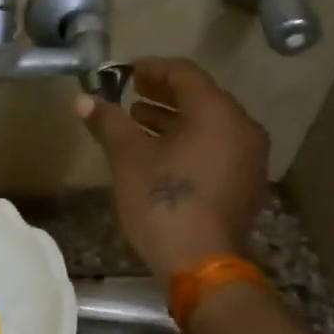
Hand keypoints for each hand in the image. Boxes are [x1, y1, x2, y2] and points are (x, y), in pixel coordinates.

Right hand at [75, 56, 270, 281]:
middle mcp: (242, 128)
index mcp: (217, 113)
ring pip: (210, 125)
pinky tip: (162, 154)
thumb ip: (109, 122)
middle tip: (132, 94)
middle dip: (164, 94)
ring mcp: (250, 158)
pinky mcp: (247, 183)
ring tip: (140, 122)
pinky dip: (191, 142)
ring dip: (175, 119)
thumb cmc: (163, 202)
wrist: (201, 265)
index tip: (126, 72)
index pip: (185, 74)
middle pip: (201, 97)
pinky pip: (218, 147)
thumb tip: (83, 99)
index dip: (153, 69)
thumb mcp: (128, 158)